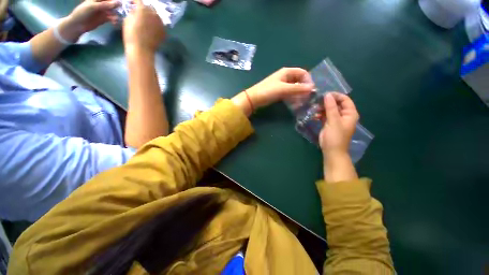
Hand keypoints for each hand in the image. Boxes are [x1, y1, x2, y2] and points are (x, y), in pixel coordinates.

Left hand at [66, 0, 119, 36]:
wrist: (78, 24)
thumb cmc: (83, 12)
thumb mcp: (93, 7)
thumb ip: (105, 5)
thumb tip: (118, 3)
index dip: (116, 0)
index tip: (123, 3)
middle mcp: (102, 4)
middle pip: (113, 4)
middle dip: (119, 7)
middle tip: (124, 11)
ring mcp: (104, 11)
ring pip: (114, 11)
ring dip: (117, 15)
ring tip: (116, 19)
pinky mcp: (105, 18)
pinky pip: (113, 18)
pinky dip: (115, 20)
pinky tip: (115, 23)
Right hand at [123, 0, 165, 53]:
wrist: (142, 49)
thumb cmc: (131, 34)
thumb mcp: (127, 19)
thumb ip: (133, 12)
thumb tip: (136, 10)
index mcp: (143, 9)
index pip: (139, 1)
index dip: (135, 2)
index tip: (132, 3)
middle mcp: (154, 14)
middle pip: (150, 8)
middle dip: (145, 9)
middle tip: (141, 12)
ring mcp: (160, 23)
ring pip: (157, 16)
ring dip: (152, 16)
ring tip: (148, 20)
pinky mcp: (164, 31)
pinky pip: (160, 25)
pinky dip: (156, 25)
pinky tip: (153, 28)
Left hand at [245, 68, 314, 109]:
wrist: (254, 98)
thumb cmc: (268, 91)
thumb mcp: (284, 89)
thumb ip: (298, 88)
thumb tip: (313, 88)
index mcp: (287, 72)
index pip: (303, 73)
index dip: (308, 80)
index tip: (311, 91)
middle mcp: (286, 77)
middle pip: (299, 81)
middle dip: (304, 89)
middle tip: (307, 98)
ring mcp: (282, 85)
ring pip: (294, 88)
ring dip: (299, 94)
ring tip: (301, 103)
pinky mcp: (279, 92)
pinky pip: (289, 93)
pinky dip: (293, 97)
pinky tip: (295, 104)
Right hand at [319, 93, 358, 158]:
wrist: (331, 150)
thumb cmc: (335, 136)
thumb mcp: (334, 121)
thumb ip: (331, 107)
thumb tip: (327, 95)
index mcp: (350, 113)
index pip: (345, 99)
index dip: (336, 96)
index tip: (324, 95)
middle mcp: (344, 115)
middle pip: (336, 103)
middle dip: (327, 102)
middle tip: (317, 101)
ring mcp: (336, 119)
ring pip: (329, 109)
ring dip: (322, 108)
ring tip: (314, 108)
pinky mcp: (329, 123)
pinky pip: (324, 115)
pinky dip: (319, 114)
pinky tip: (314, 115)